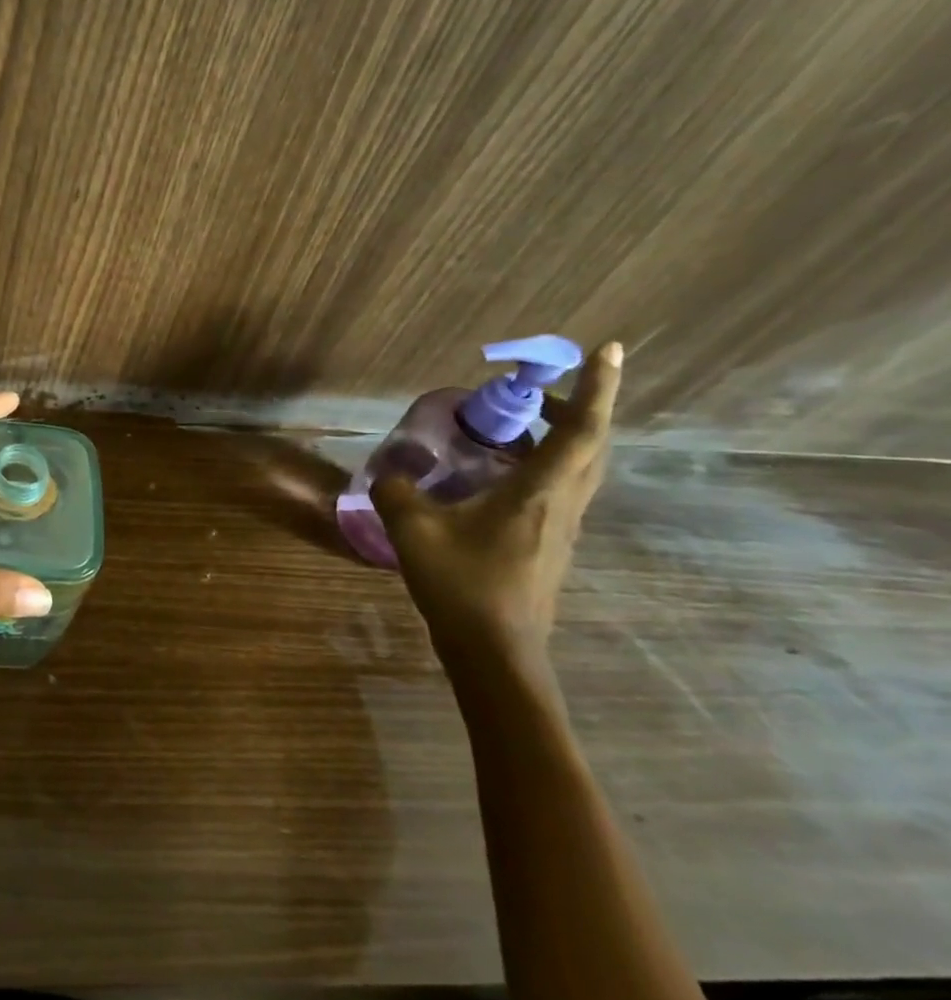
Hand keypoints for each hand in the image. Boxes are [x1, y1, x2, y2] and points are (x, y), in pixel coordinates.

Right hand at [370, 342, 622, 674]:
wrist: (496, 651)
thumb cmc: (462, 583)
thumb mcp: (413, 529)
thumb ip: (397, 491)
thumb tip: (391, 474)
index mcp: (540, 492)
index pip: (582, 429)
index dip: (598, 387)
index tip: (608, 349)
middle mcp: (563, 504)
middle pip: (590, 445)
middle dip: (578, 406)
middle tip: (541, 386)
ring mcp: (561, 528)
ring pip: (578, 468)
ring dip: (561, 436)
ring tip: (517, 423)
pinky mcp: (549, 546)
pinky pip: (558, 489)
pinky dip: (542, 465)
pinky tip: (498, 473)